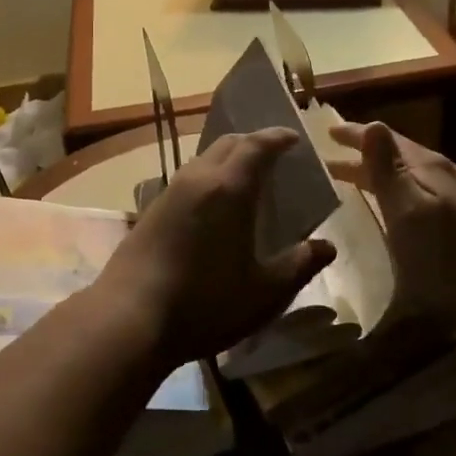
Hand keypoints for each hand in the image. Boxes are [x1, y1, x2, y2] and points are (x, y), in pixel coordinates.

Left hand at [96, 129, 335, 367]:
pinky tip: (213, 209)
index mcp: (229, 188)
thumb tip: (327, 246)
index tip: (294, 138)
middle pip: (228, 144)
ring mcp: (169, 193)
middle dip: (253, 143)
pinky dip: (208, 180)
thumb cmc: (205, 303)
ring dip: (227, 161)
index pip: (257, 145)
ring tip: (246, 182)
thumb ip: (299, 265)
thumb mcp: (265, 292)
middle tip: (274, 158)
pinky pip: (188, 180)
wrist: (129, 317)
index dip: (278, 137)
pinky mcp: (151, 211)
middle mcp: (197, 179)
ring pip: (204, 160)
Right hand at [328, 122, 455, 341]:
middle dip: (363, 155)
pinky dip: (392, 192)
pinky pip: (415, 194)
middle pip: (396, 156)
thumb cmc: (444, 254)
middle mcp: (441, 175)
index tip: (327, 131)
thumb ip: (388, 169)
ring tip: (351, 180)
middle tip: (329, 160)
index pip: (385, 139)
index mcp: (426, 167)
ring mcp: (453, 199)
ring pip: (407, 176)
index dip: (355, 134)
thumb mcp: (408, 209)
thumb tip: (373, 124)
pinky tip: (389, 208)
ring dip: (377, 174)